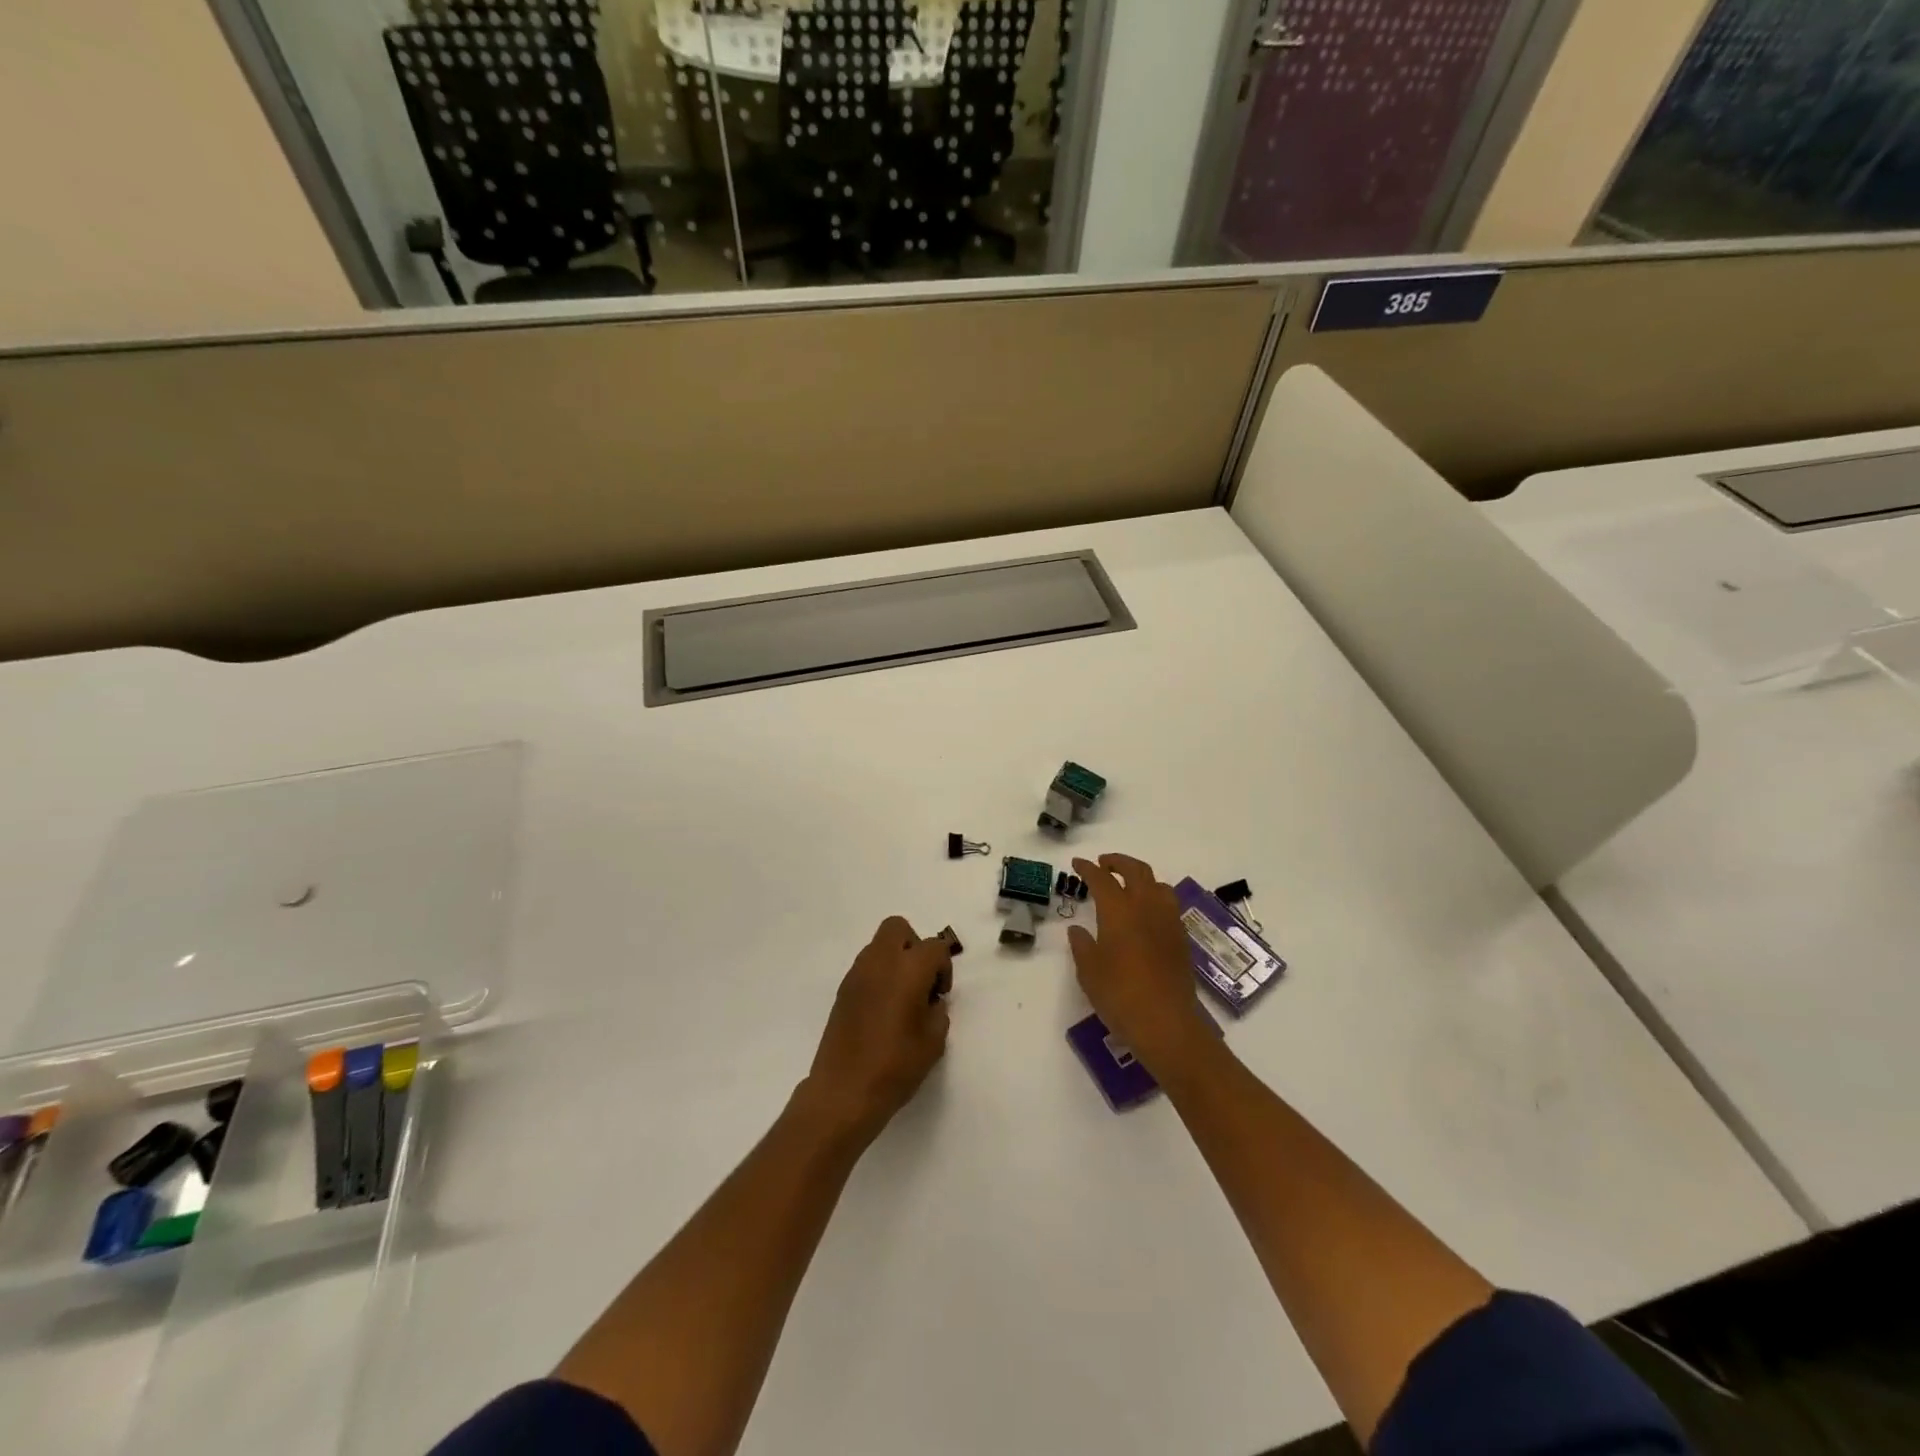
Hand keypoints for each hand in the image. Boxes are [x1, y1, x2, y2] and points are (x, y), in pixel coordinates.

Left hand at [799, 917, 951, 1145]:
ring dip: (895, 960)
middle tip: (921, 980)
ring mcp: (856, 974)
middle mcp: (880, 962)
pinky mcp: (842, 991)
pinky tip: (882, 1010)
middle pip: (898, 928)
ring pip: (879, 946)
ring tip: (901, 998)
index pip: (934, 947)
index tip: (940, 995)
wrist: (844, 1092)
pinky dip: (878, 977)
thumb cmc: (895, 1066)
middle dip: (914, 946)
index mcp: (908, 969)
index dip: (943, 968)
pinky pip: (865, 968)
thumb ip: (937, 1011)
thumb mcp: (933, 1041)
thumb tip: (929, 1001)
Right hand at [1068, 854, 1215, 1075]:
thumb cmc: (1119, 995)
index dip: (1087, 869)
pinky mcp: (1181, 938)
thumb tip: (1077, 929)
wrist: (1166, 1023)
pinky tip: (1146, 913)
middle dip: (1118, 862)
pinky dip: (1154, 897)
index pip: (1101, 879)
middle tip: (1103, 864)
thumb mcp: (1089, 972)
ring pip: (1157, 884)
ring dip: (1140, 877)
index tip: (1078, 863)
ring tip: (1128, 886)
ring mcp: (1168, 921)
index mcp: (1118, 910)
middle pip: (1135, 871)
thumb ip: (1082, 945)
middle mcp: (1146, 907)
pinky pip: (1168, 904)